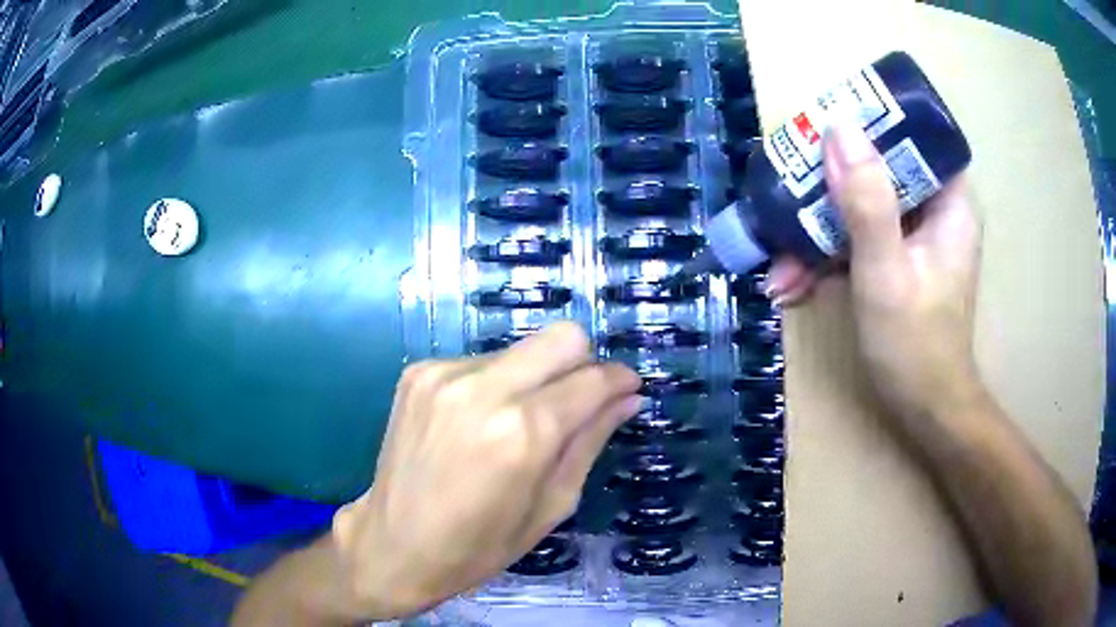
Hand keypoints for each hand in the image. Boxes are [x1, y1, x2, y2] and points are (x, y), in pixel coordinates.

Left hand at [331, 322, 640, 617]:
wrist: (393, 544)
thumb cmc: (479, 546)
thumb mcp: (551, 506)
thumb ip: (590, 442)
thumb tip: (627, 399)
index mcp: (523, 432)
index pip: (592, 379)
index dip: (620, 381)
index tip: (629, 390)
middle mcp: (484, 389)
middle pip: (562, 336)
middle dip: (583, 363)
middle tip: (580, 401)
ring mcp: (445, 374)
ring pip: (522, 348)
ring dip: (536, 376)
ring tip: (521, 421)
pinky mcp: (418, 372)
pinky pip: (481, 361)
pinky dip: (496, 384)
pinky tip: (480, 422)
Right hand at [765, 121, 981, 419]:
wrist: (924, 411)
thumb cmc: (915, 346)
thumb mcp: (886, 273)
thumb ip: (866, 202)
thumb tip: (839, 127)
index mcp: (949, 201)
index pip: (913, 134)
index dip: (870, 123)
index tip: (824, 130)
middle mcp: (934, 208)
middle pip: (879, 167)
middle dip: (828, 186)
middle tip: (786, 196)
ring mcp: (914, 234)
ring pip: (861, 203)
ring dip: (817, 230)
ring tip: (779, 265)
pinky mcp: (896, 256)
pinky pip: (857, 236)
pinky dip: (826, 256)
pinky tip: (791, 283)